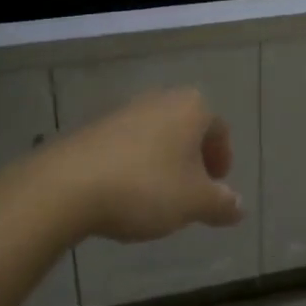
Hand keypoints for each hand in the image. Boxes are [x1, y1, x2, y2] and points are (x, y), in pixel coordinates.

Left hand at [44, 88, 243, 241]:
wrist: (66, 186)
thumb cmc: (145, 187)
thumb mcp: (193, 202)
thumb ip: (221, 203)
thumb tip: (239, 206)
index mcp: (192, 108)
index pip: (219, 130)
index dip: (222, 159)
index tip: (216, 188)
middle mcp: (162, 99)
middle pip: (188, 129)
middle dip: (192, 160)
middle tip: (191, 193)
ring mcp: (125, 110)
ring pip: (157, 136)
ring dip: (163, 162)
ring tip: (157, 198)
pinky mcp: (95, 128)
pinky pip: (127, 145)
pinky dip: (134, 165)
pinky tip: (125, 194)